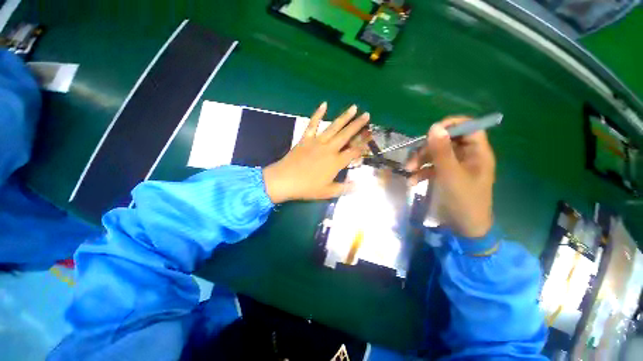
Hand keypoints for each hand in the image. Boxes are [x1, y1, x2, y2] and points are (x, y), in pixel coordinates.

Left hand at [263, 102, 370, 202]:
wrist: (285, 180)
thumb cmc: (307, 188)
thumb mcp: (327, 192)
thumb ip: (344, 188)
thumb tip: (359, 185)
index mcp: (335, 162)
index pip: (353, 151)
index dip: (363, 143)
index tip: (371, 135)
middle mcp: (329, 149)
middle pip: (346, 135)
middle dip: (358, 125)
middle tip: (367, 114)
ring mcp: (317, 142)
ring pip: (333, 127)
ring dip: (344, 117)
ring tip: (354, 107)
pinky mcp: (306, 139)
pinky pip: (312, 124)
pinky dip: (318, 114)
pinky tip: (324, 104)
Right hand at [406, 117, 495, 237]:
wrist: (463, 227)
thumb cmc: (463, 200)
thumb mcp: (450, 174)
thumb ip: (442, 151)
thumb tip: (434, 127)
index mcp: (477, 153)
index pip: (468, 127)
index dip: (451, 125)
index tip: (431, 131)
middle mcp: (466, 157)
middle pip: (446, 141)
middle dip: (426, 149)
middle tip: (412, 159)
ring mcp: (454, 167)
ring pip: (434, 154)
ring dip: (419, 161)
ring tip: (408, 171)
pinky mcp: (444, 176)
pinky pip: (430, 168)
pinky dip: (420, 173)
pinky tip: (412, 182)